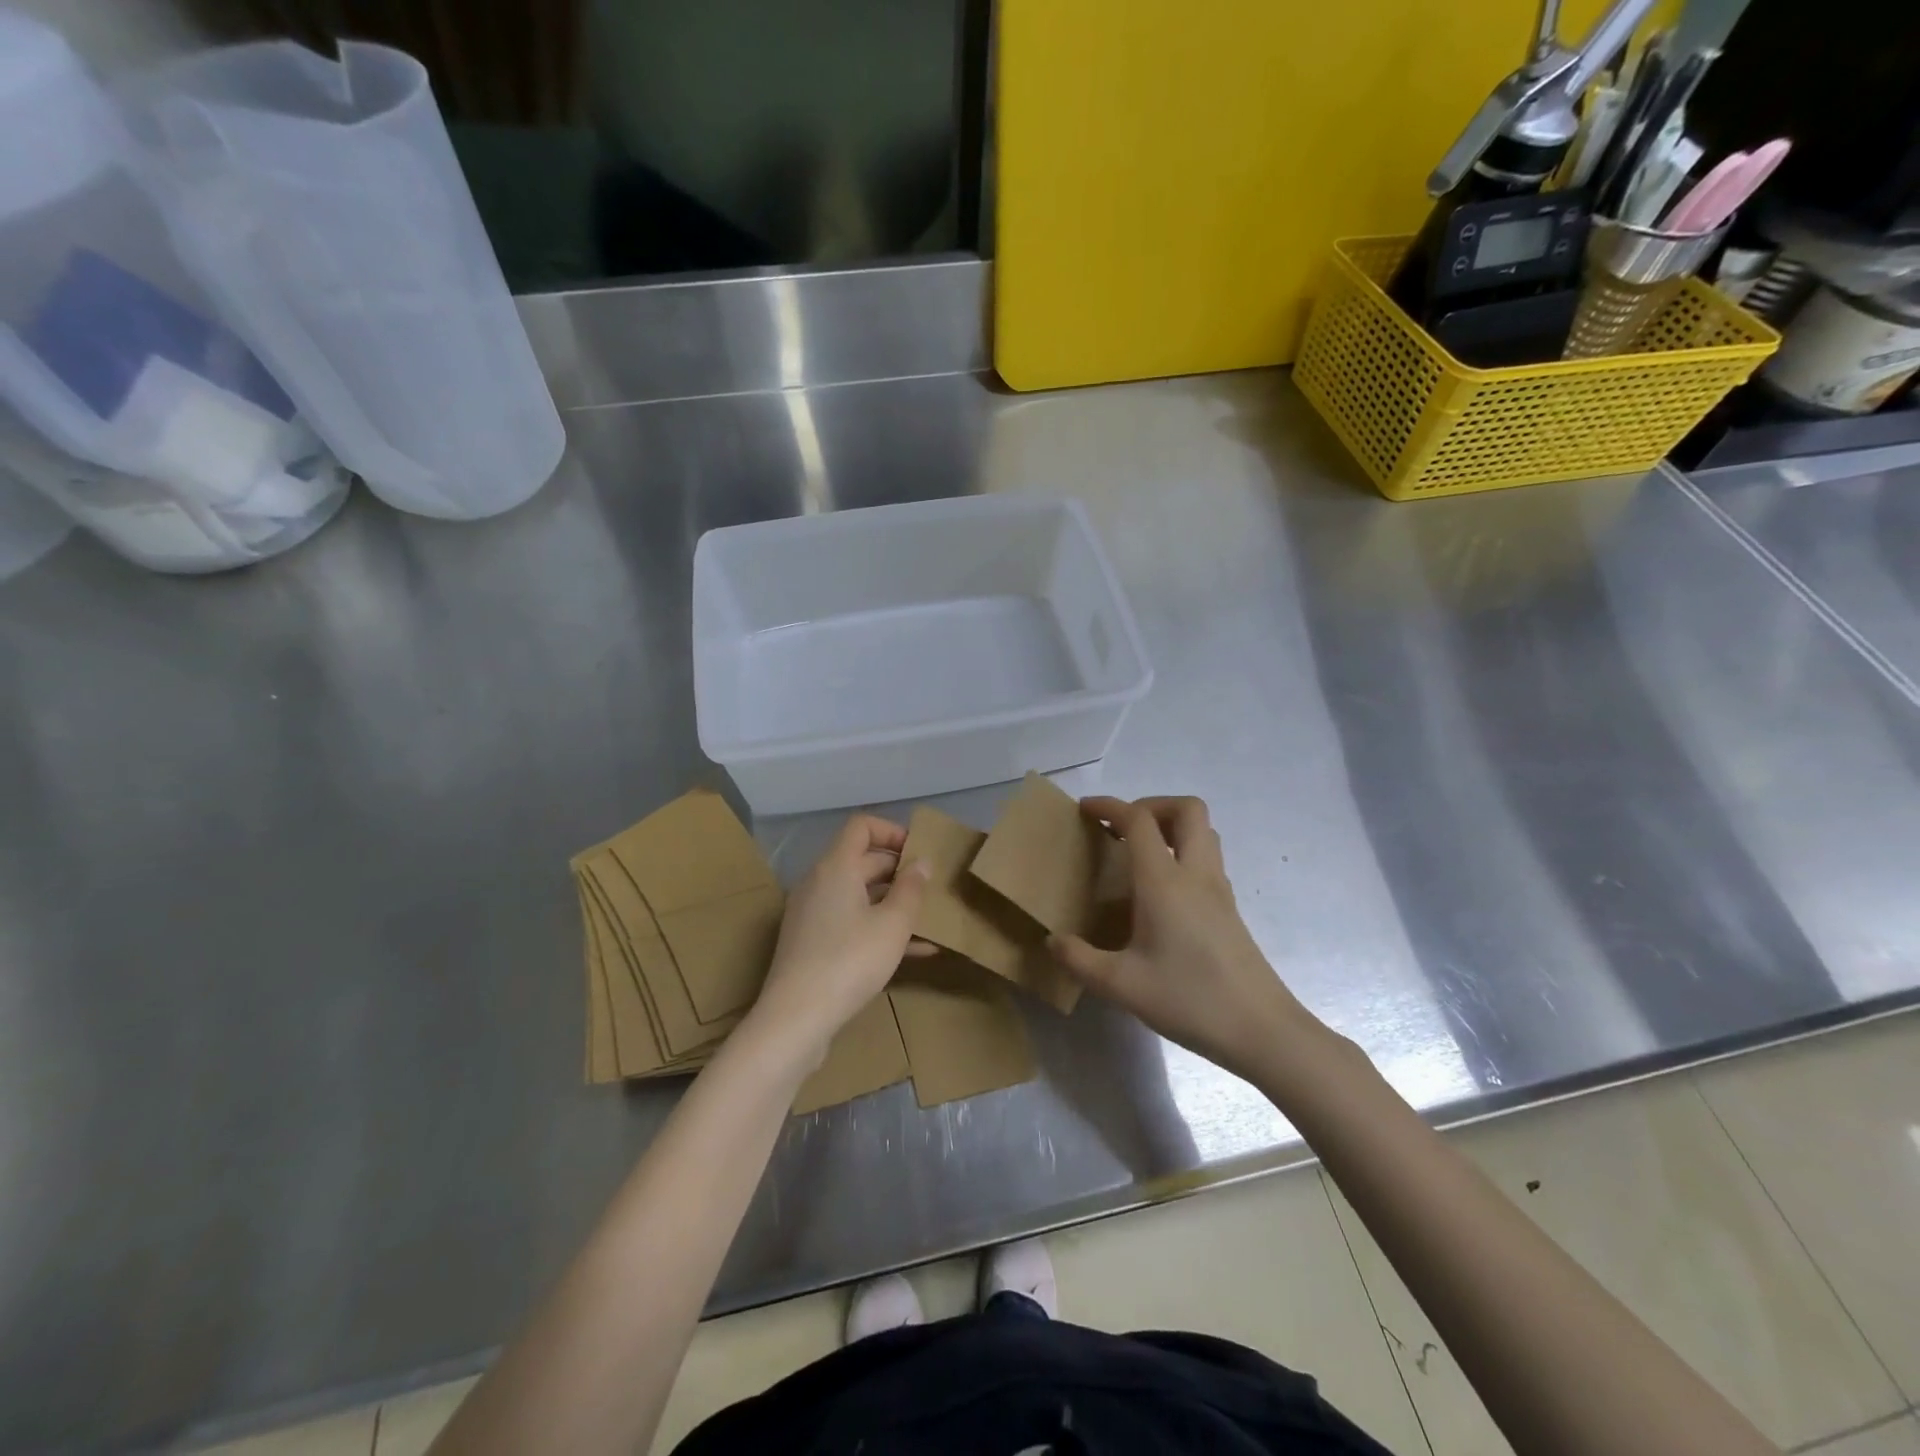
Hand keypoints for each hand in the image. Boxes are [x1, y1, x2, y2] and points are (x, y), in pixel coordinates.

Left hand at [747, 814, 928, 1065]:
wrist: (795, 1019)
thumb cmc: (849, 961)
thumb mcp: (892, 925)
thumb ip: (911, 889)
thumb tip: (922, 862)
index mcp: (836, 867)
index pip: (861, 826)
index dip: (893, 831)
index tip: (919, 852)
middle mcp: (819, 882)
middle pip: (861, 860)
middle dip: (899, 870)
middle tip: (932, 888)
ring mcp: (811, 914)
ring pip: (858, 895)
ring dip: (892, 902)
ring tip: (928, 920)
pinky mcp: (810, 943)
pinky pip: (850, 922)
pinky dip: (877, 927)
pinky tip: (914, 951)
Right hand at [1050, 796, 1310, 1082]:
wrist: (1262, 1030)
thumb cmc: (1190, 1000)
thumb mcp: (1121, 985)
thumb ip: (1079, 959)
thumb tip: (1053, 941)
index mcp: (1164, 882)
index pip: (1139, 820)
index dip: (1110, 806)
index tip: (1085, 810)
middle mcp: (1196, 874)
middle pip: (1186, 809)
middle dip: (1150, 806)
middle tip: (1122, 829)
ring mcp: (1219, 890)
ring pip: (1203, 832)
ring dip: (1171, 826)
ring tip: (1140, 853)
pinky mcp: (1230, 909)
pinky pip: (1208, 859)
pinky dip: (1183, 853)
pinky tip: (1162, 890)